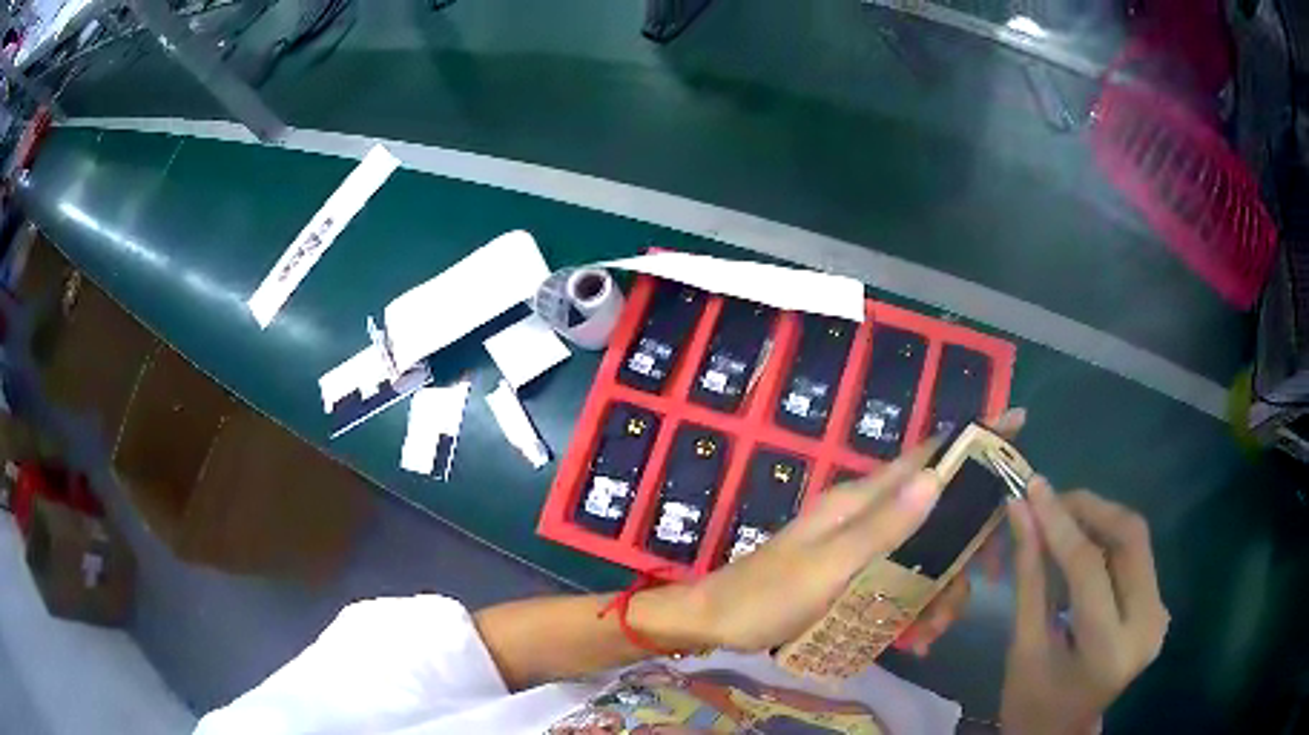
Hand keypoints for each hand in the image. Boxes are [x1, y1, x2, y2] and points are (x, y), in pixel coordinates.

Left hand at [684, 409, 1025, 652]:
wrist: (716, 623)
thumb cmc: (767, 595)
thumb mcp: (828, 567)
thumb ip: (882, 527)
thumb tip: (937, 477)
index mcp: (862, 500)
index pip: (928, 457)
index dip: (974, 441)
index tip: (1018, 423)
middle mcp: (868, 514)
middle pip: (939, 515)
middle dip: (963, 554)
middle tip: (970, 592)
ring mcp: (862, 545)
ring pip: (925, 555)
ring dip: (938, 594)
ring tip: (928, 635)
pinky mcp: (855, 573)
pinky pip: (901, 582)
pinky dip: (914, 608)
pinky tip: (912, 639)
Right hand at [1001, 483, 1168, 734]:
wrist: (1060, 734)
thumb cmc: (1032, 702)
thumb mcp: (1024, 645)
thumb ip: (1029, 576)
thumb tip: (1020, 512)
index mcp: (1109, 649)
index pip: (1089, 567)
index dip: (1060, 523)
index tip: (1032, 488)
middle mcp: (1147, 625)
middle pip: (1129, 538)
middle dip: (1089, 509)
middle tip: (1049, 500)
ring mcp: (1158, 614)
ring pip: (1136, 539)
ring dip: (1098, 519)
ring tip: (1060, 518)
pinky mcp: (1158, 606)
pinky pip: (1135, 555)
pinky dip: (1107, 539)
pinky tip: (1080, 542)